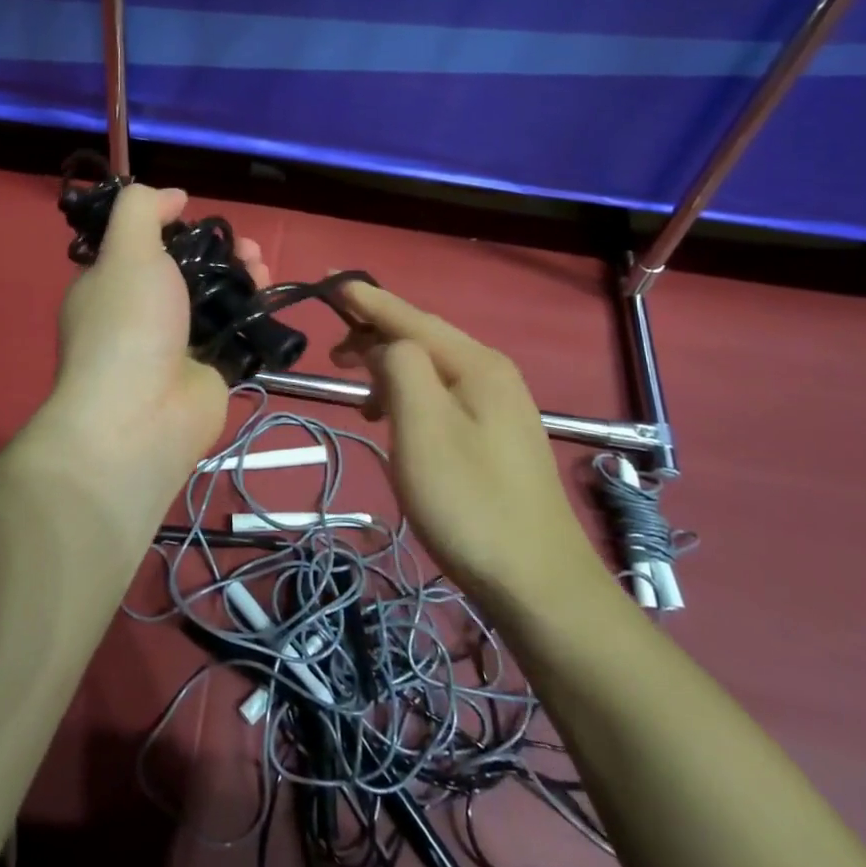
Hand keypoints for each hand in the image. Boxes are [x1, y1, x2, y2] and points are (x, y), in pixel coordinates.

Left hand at [45, 185, 269, 502]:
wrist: (142, 418)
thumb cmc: (128, 325)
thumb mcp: (126, 251)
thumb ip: (142, 211)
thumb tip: (173, 196)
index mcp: (109, 285)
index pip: (141, 246)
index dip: (172, 228)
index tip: (198, 217)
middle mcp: (140, 314)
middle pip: (185, 270)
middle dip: (218, 251)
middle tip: (245, 246)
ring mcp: (176, 345)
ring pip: (214, 299)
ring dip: (241, 276)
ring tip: (261, 264)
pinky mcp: (210, 371)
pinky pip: (235, 333)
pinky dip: (254, 313)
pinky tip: (270, 296)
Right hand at [333, 282, 613, 607]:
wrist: (537, 582)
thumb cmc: (469, 501)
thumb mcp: (422, 426)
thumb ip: (399, 367)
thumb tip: (385, 346)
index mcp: (476, 363)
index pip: (410, 317)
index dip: (367, 300)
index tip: (329, 283)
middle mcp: (491, 373)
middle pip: (423, 338)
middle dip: (375, 335)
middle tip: (332, 353)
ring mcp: (499, 407)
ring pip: (432, 369)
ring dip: (390, 370)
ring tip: (358, 394)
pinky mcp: (495, 438)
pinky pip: (442, 396)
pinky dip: (409, 397)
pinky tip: (395, 422)